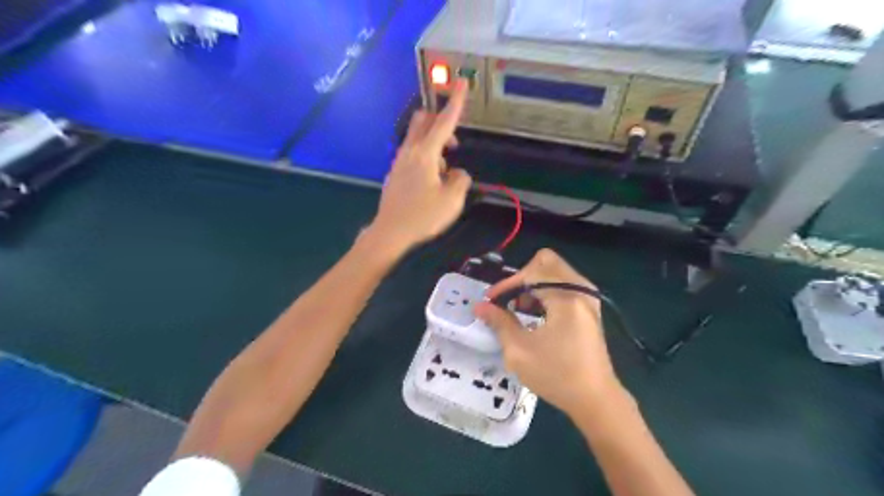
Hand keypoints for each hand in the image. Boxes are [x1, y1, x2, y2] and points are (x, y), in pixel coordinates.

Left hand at [366, 79, 472, 254]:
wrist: (390, 232)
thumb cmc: (422, 216)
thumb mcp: (452, 200)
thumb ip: (460, 180)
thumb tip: (457, 173)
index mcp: (425, 154)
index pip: (444, 122)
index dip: (455, 102)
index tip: (461, 82)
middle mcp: (409, 152)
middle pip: (423, 122)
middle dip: (440, 122)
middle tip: (454, 143)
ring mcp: (399, 162)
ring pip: (417, 139)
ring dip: (434, 146)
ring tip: (444, 173)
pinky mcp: (395, 173)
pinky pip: (412, 155)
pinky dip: (425, 158)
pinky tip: (431, 182)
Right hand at [474, 250, 624, 416]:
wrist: (595, 400)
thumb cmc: (556, 376)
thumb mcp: (519, 351)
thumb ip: (499, 322)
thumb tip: (479, 306)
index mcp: (566, 298)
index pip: (531, 273)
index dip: (506, 284)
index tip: (490, 301)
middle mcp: (581, 290)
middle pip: (546, 261)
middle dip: (522, 276)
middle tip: (509, 299)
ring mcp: (589, 297)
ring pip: (556, 270)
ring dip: (534, 283)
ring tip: (520, 308)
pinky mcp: (590, 307)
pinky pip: (565, 283)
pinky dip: (547, 290)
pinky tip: (537, 313)